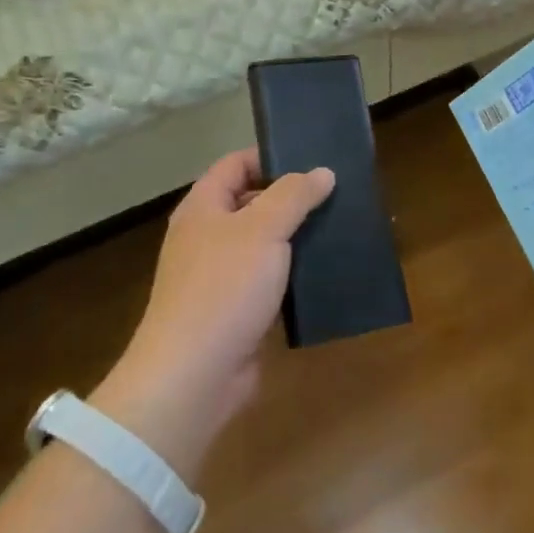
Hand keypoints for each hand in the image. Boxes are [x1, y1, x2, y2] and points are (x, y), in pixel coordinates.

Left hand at [95, 150, 332, 475]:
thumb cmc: (223, 288)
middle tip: (336, 192)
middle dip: (291, 197)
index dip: (271, 156)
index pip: (236, 164)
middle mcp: (207, 236)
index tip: (313, 158)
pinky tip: (326, 272)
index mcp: (203, 208)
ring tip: (340, 227)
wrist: (193, 376)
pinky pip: (269, 281)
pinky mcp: (236, 311)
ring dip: (297, 238)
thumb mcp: (263, 229)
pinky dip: (294, 275)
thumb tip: (322, 172)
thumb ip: (294, 195)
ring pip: (264, 244)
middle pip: (252, 202)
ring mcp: (220, 276)